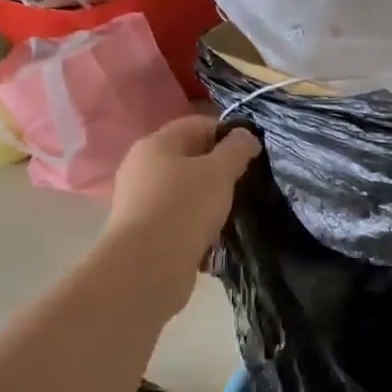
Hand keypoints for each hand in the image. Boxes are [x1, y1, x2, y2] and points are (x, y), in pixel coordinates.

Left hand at [104, 115, 261, 300]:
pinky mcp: (142, 230)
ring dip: (207, 197)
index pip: (197, 124)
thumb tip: (245, 135)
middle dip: (218, 168)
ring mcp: (138, 199)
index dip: (228, 133)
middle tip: (244, 183)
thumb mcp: (219, 172)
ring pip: (183, 189)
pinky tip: (212, 235)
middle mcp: (141, 166)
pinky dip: (194, 221)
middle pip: (188, 157)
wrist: (147, 267)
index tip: (252, 153)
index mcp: (156, 143)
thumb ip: (236, 149)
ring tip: (231, 211)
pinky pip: (176, 216)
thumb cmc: (184, 208)